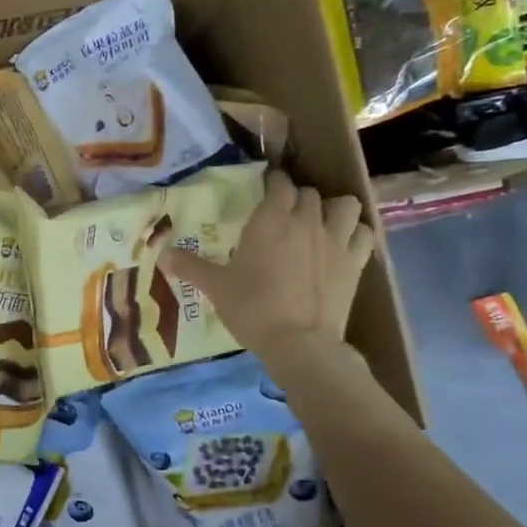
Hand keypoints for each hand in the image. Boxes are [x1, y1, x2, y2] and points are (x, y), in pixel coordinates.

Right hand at [159, 172, 374, 358]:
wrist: (299, 343)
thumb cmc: (252, 309)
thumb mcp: (215, 287)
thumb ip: (189, 266)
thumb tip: (161, 254)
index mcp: (271, 219)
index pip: (278, 183)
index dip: (272, 183)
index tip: (264, 192)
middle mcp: (306, 220)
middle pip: (308, 193)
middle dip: (296, 198)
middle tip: (283, 216)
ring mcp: (336, 240)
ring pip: (344, 205)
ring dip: (332, 209)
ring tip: (321, 223)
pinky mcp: (355, 262)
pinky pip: (364, 233)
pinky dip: (355, 233)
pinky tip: (343, 245)